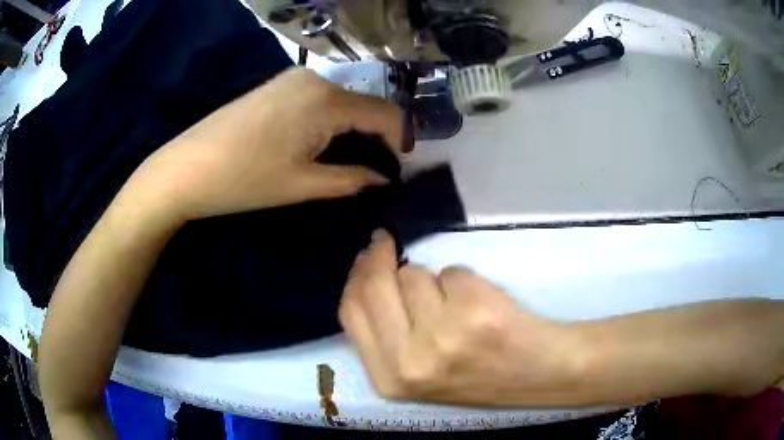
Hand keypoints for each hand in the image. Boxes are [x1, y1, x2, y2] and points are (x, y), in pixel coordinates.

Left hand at [136, 68, 401, 220]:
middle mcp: (314, 79)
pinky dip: (329, 120)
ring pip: (341, 101)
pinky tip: (316, 143)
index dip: (398, 141)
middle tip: (371, 170)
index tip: (396, 170)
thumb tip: (383, 179)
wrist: (186, 168)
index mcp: (326, 100)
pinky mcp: (276, 85)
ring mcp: (292, 79)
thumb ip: (352, 179)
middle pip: (363, 104)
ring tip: (344, 160)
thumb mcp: (303, 185)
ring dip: (351, 129)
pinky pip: (317, 99)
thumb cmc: (244, 180)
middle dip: (375, 136)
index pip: (385, 113)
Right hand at [339, 230, 582, 406]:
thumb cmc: (478, 372)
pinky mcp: (475, 311)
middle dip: (378, 256)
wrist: (537, 373)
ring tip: (456, 303)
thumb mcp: (417, 370)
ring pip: (414, 275)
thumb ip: (385, 333)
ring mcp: (443, 336)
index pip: (351, 312)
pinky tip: (481, 304)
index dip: (358, 276)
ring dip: (431, 278)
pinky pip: (452, 272)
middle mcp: (410, 361)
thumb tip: (369, 273)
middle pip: (372, 286)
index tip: (368, 255)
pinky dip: (463, 279)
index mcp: (390, 379)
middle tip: (385, 242)